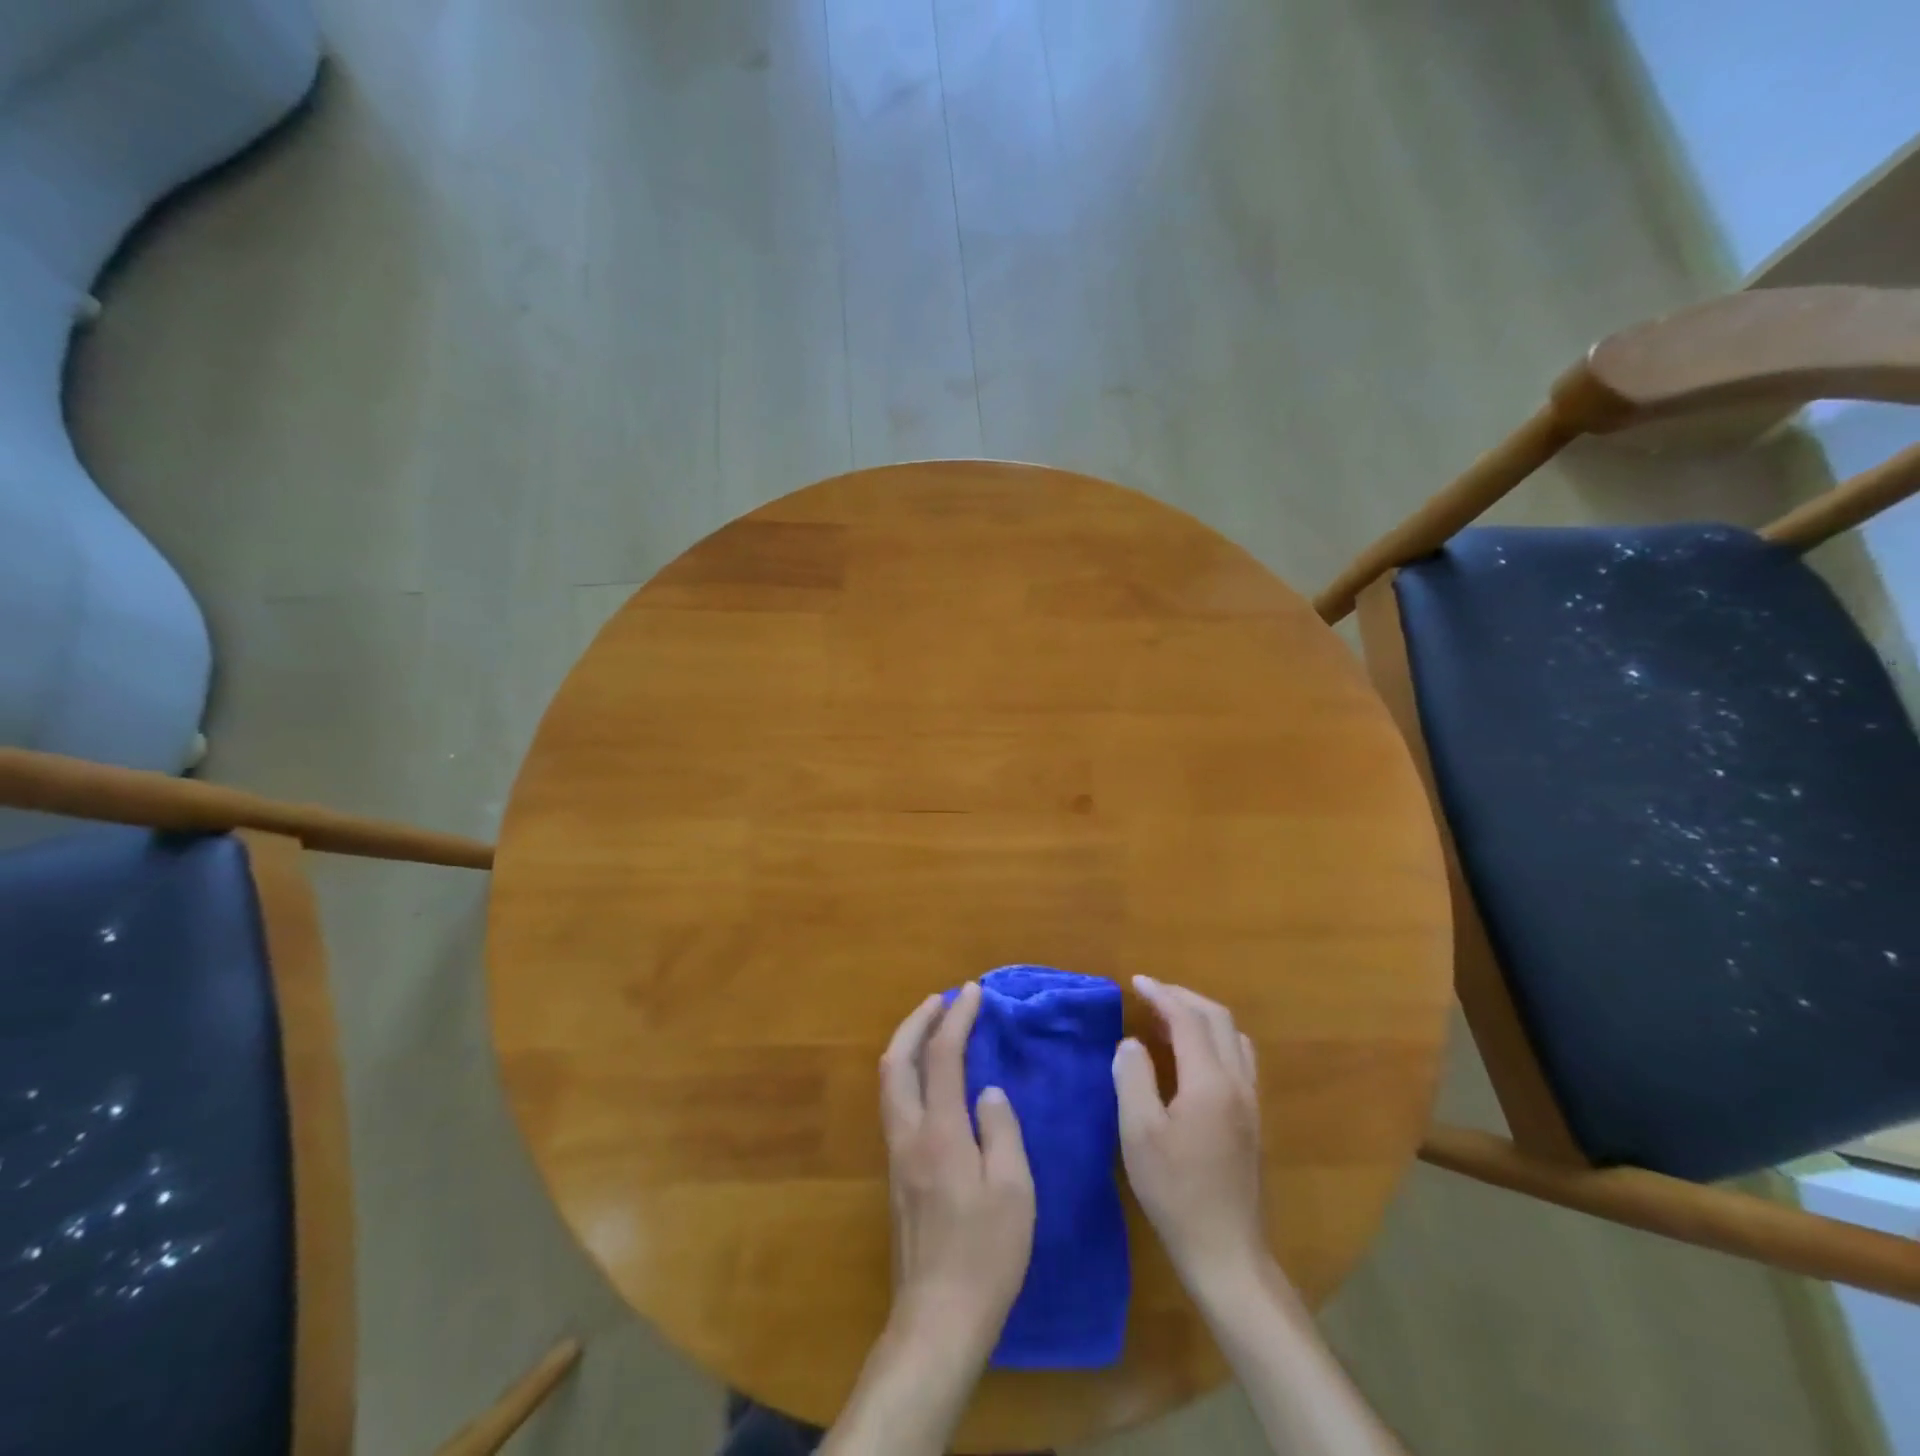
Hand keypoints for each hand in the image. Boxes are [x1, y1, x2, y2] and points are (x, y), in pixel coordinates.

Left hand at [822, 986, 1035, 1455]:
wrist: (937, 1319)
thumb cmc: (985, 1255)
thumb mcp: (1014, 1191)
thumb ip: (1001, 1131)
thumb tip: (988, 1092)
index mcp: (940, 1133)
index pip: (942, 1057)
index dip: (957, 1018)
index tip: (973, 992)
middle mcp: (908, 1134)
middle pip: (897, 1061)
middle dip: (917, 1022)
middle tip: (942, 1000)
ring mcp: (896, 1155)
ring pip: (889, 1082)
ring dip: (908, 1045)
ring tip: (933, 1028)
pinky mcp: (896, 1175)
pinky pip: (895, 1103)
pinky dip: (908, 1073)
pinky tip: (929, 1079)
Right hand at [1113, 976, 1265, 1296]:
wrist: (1226, 1252)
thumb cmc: (1176, 1192)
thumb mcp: (1139, 1134)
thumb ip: (1133, 1077)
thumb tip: (1131, 1043)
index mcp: (1210, 1082)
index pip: (1189, 1019)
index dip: (1162, 995)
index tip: (1137, 982)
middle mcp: (1238, 1083)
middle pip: (1218, 1020)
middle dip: (1184, 998)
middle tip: (1151, 994)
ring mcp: (1251, 1102)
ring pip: (1234, 1037)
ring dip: (1202, 1017)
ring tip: (1170, 1018)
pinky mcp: (1252, 1120)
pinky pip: (1238, 1057)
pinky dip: (1213, 1039)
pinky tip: (1191, 1055)